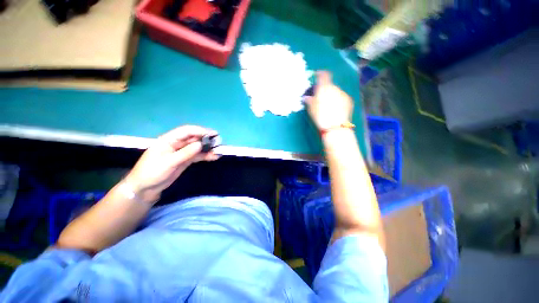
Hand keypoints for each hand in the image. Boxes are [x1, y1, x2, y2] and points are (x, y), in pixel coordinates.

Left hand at [124, 125, 219, 202]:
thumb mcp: (168, 162)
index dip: (200, 131)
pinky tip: (214, 157)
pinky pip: (198, 156)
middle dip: (207, 139)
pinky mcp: (186, 160)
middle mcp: (177, 144)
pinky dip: (206, 156)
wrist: (145, 188)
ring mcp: (182, 152)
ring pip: (198, 147)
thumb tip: (201, 144)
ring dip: (208, 148)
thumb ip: (185, 153)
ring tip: (219, 150)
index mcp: (169, 140)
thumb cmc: (152, 172)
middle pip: (194, 138)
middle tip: (219, 142)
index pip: (186, 131)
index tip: (212, 134)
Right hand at [305, 71, 353, 130]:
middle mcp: (335, 88)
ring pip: (336, 91)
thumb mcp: (312, 109)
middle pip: (330, 85)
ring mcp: (343, 94)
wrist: (335, 127)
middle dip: (325, 89)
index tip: (317, 76)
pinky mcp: (349, 101)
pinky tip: (335, 109)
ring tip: (328, 105)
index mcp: (325, 88)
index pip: (324, 75)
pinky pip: (341, 97)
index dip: (320, 74)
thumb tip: (306, 97)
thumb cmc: (321, 117)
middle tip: (320, 97)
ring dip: (332, 95)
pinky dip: (338, 100)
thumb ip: (309, 101)